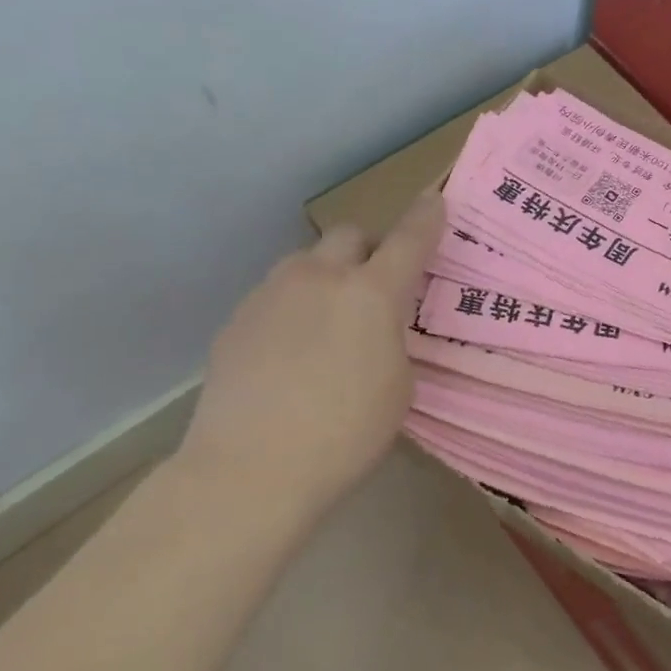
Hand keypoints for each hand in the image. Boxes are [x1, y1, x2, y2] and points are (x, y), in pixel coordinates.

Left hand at [178, 191, 443, 507]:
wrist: (248, 470)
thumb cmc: (345, 434)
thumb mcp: (398, 387)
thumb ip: (392, 341)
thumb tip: (373, 330)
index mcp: (371, 293)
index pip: (409, 239)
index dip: (426, 217)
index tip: (435, 200)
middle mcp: (319, 278)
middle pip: (349, 235)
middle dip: (367, 250)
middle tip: (373, 288)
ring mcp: (270, 294)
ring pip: (306, 263)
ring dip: (325, 278)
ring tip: (325, 325)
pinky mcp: (236, 320)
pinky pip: (275, 296)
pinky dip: (291, 310)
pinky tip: (287, 355)